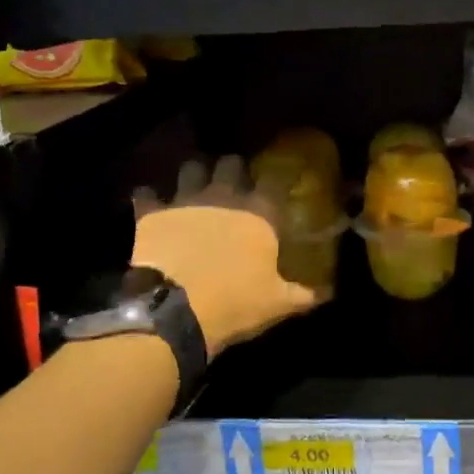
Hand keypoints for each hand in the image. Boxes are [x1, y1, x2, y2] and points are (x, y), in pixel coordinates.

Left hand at [131, 157, 319, 356]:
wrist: (175, 311)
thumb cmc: (235, 303)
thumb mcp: (278, 304)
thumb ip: (304, 294)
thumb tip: (327, 294)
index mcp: (259, 214)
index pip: (274, 182)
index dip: (274, 180)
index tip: (275, 185)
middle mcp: (224, 197)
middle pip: (231, 163)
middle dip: (232, 169)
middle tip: (233, 181)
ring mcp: (186, 200)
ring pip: (191, 168)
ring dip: (194, 174)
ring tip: (194, 184)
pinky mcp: (152, 213)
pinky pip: (146, 193)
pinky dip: (148, 196)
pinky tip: (149, 201)